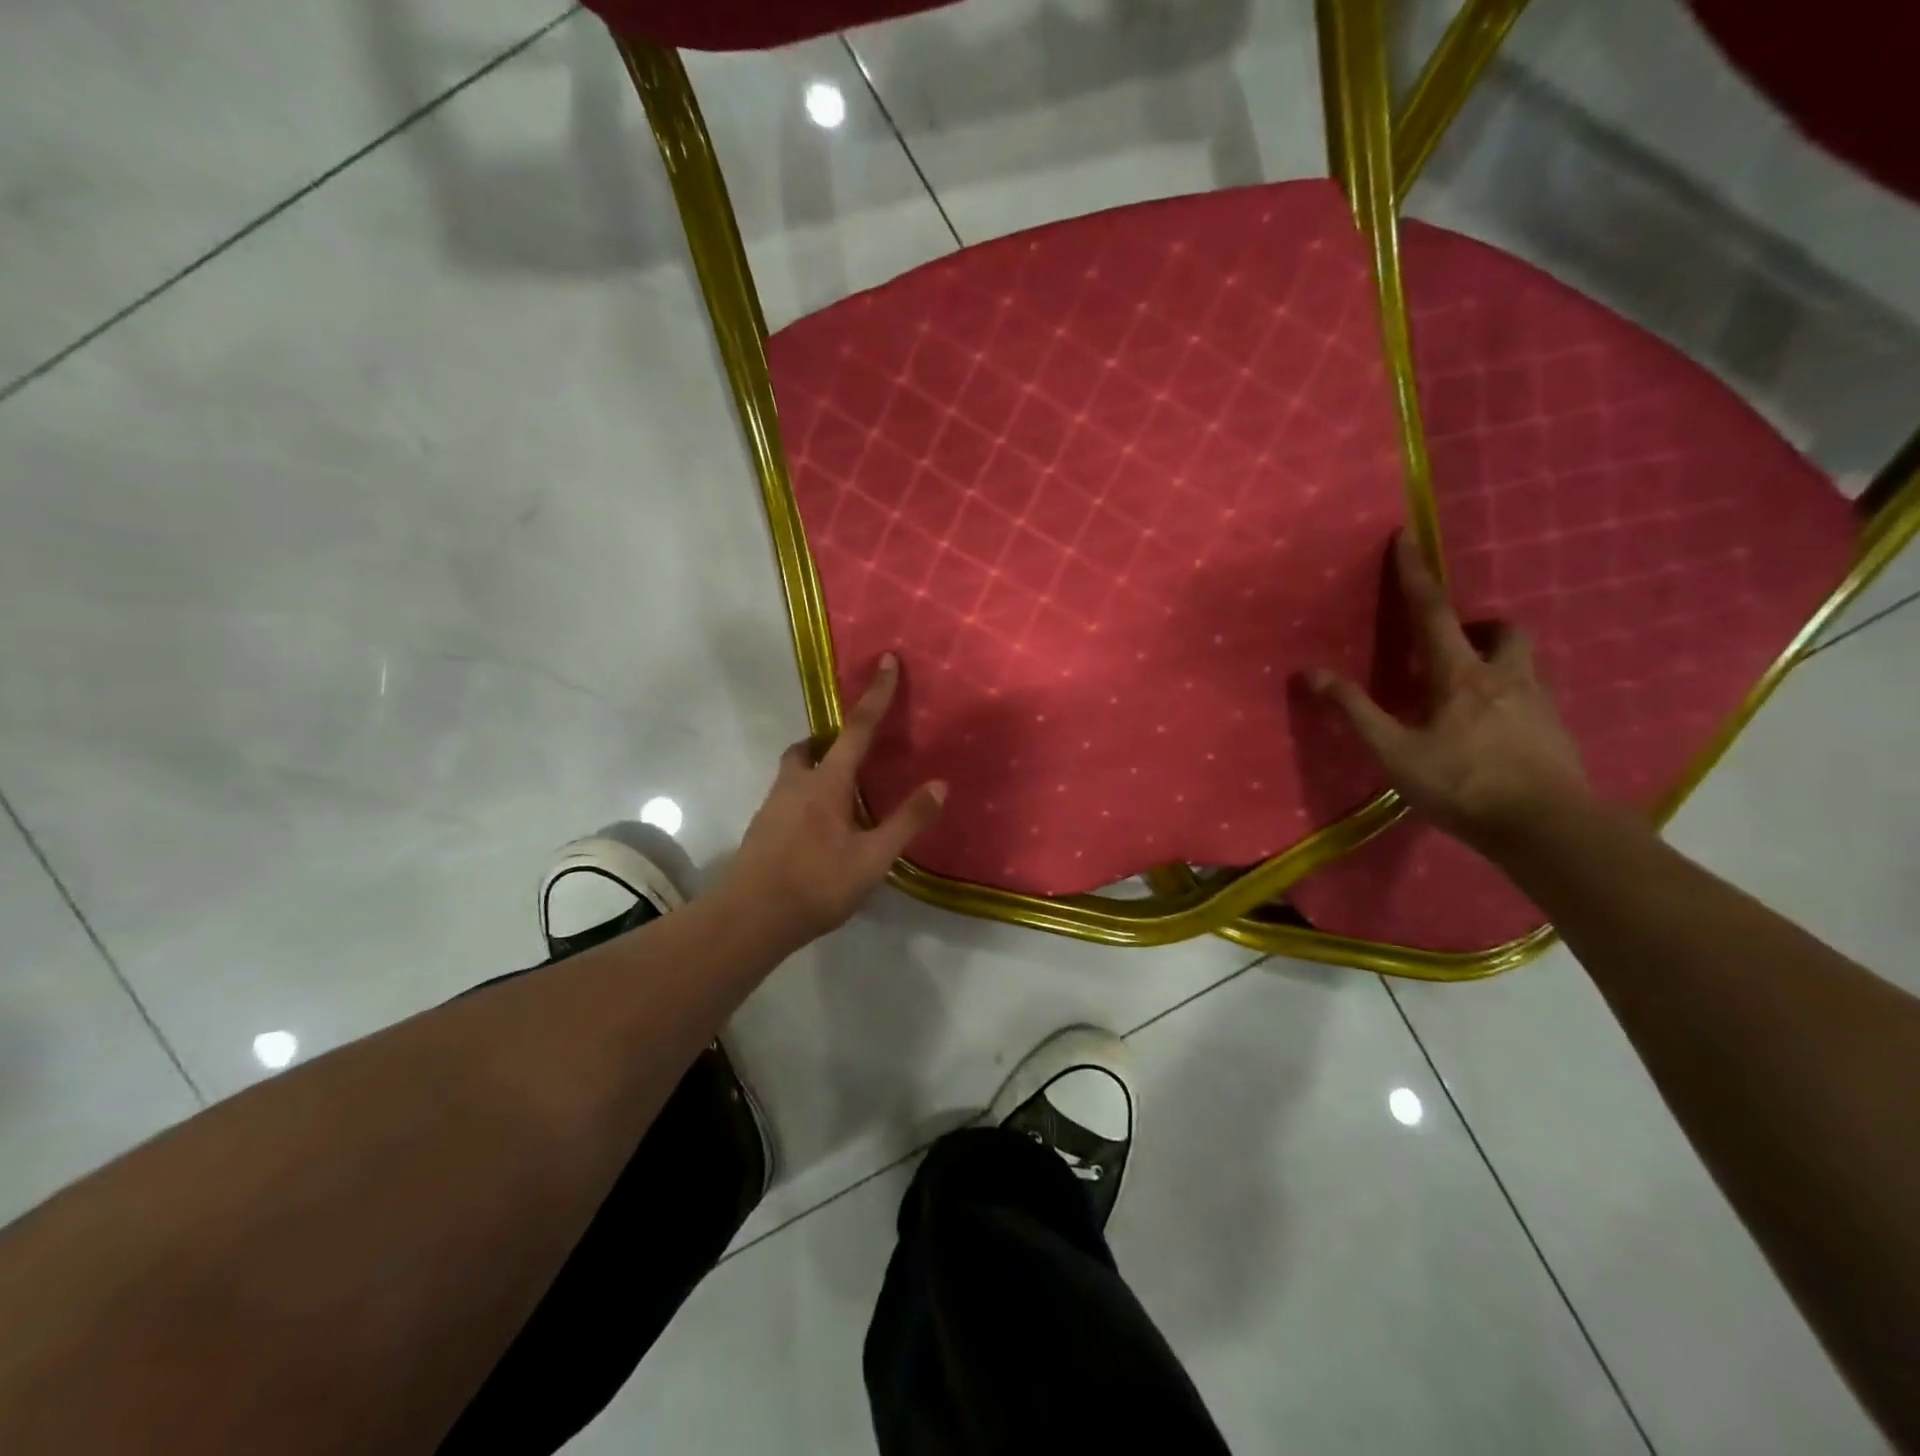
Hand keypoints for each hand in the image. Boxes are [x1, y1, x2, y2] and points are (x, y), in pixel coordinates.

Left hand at [724, 654, 945, 946]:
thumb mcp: (872, 858)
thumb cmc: (816, 885)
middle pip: (811, 747)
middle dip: (832, 739)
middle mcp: (795, 784)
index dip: (876, 694)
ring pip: (795, 771)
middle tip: (855, 753)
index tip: (887, 661)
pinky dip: (806, 796)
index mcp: (826, 783)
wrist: (749, 919)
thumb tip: (940, 784)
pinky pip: (787, 796)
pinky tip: (819, 830)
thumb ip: (906, 821)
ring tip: (842, 797)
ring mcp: (772, 806)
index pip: (857, 728)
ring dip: (817, 768)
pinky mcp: (761, 829)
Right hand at [1309, 532, 1593, 855]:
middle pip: (1501, 630)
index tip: (1406, 537)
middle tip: (1451, 644)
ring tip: (1467, 690)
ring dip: (1495, 658)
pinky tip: (1492, 730)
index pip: (1433, 612)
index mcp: (1460, 676)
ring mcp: (1538, 703)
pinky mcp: (1556, 731)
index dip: (1415, 575)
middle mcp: (1505, 677)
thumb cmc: (1462, 785)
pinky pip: (1531, 695)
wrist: (1546, 828)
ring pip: (1522, 661)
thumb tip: (1312, 674)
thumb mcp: (1395, 751)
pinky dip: (1508, 697)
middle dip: (1477, 624)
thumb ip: (1355, 711)